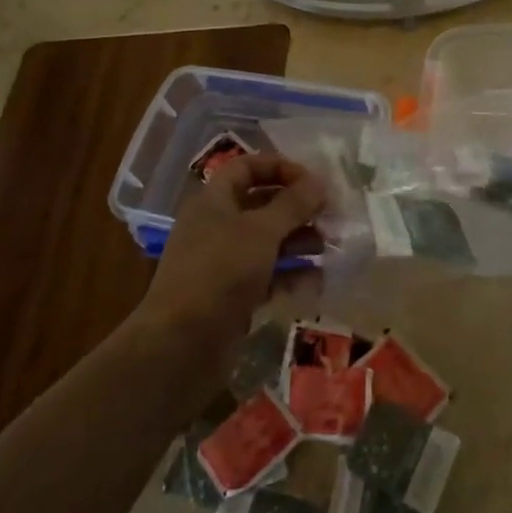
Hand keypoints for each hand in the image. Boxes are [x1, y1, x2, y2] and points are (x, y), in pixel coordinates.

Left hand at [136, 153, 325, 365]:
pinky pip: (267, 275)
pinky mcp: (232, 295)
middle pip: (261, 204)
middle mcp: (216, 226)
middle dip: (296, 208)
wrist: (182, 345)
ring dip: (298, 241)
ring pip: (267, 241)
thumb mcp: (261, 231)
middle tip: (330, 216)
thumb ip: (292, 204)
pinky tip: (316, 281)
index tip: (312, 181)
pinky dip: (290, 274)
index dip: (279, 167)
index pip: (246, 167)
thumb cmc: (220, 272)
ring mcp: (223, 263)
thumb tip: (318, 181)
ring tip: (328, 247)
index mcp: (213, 201)